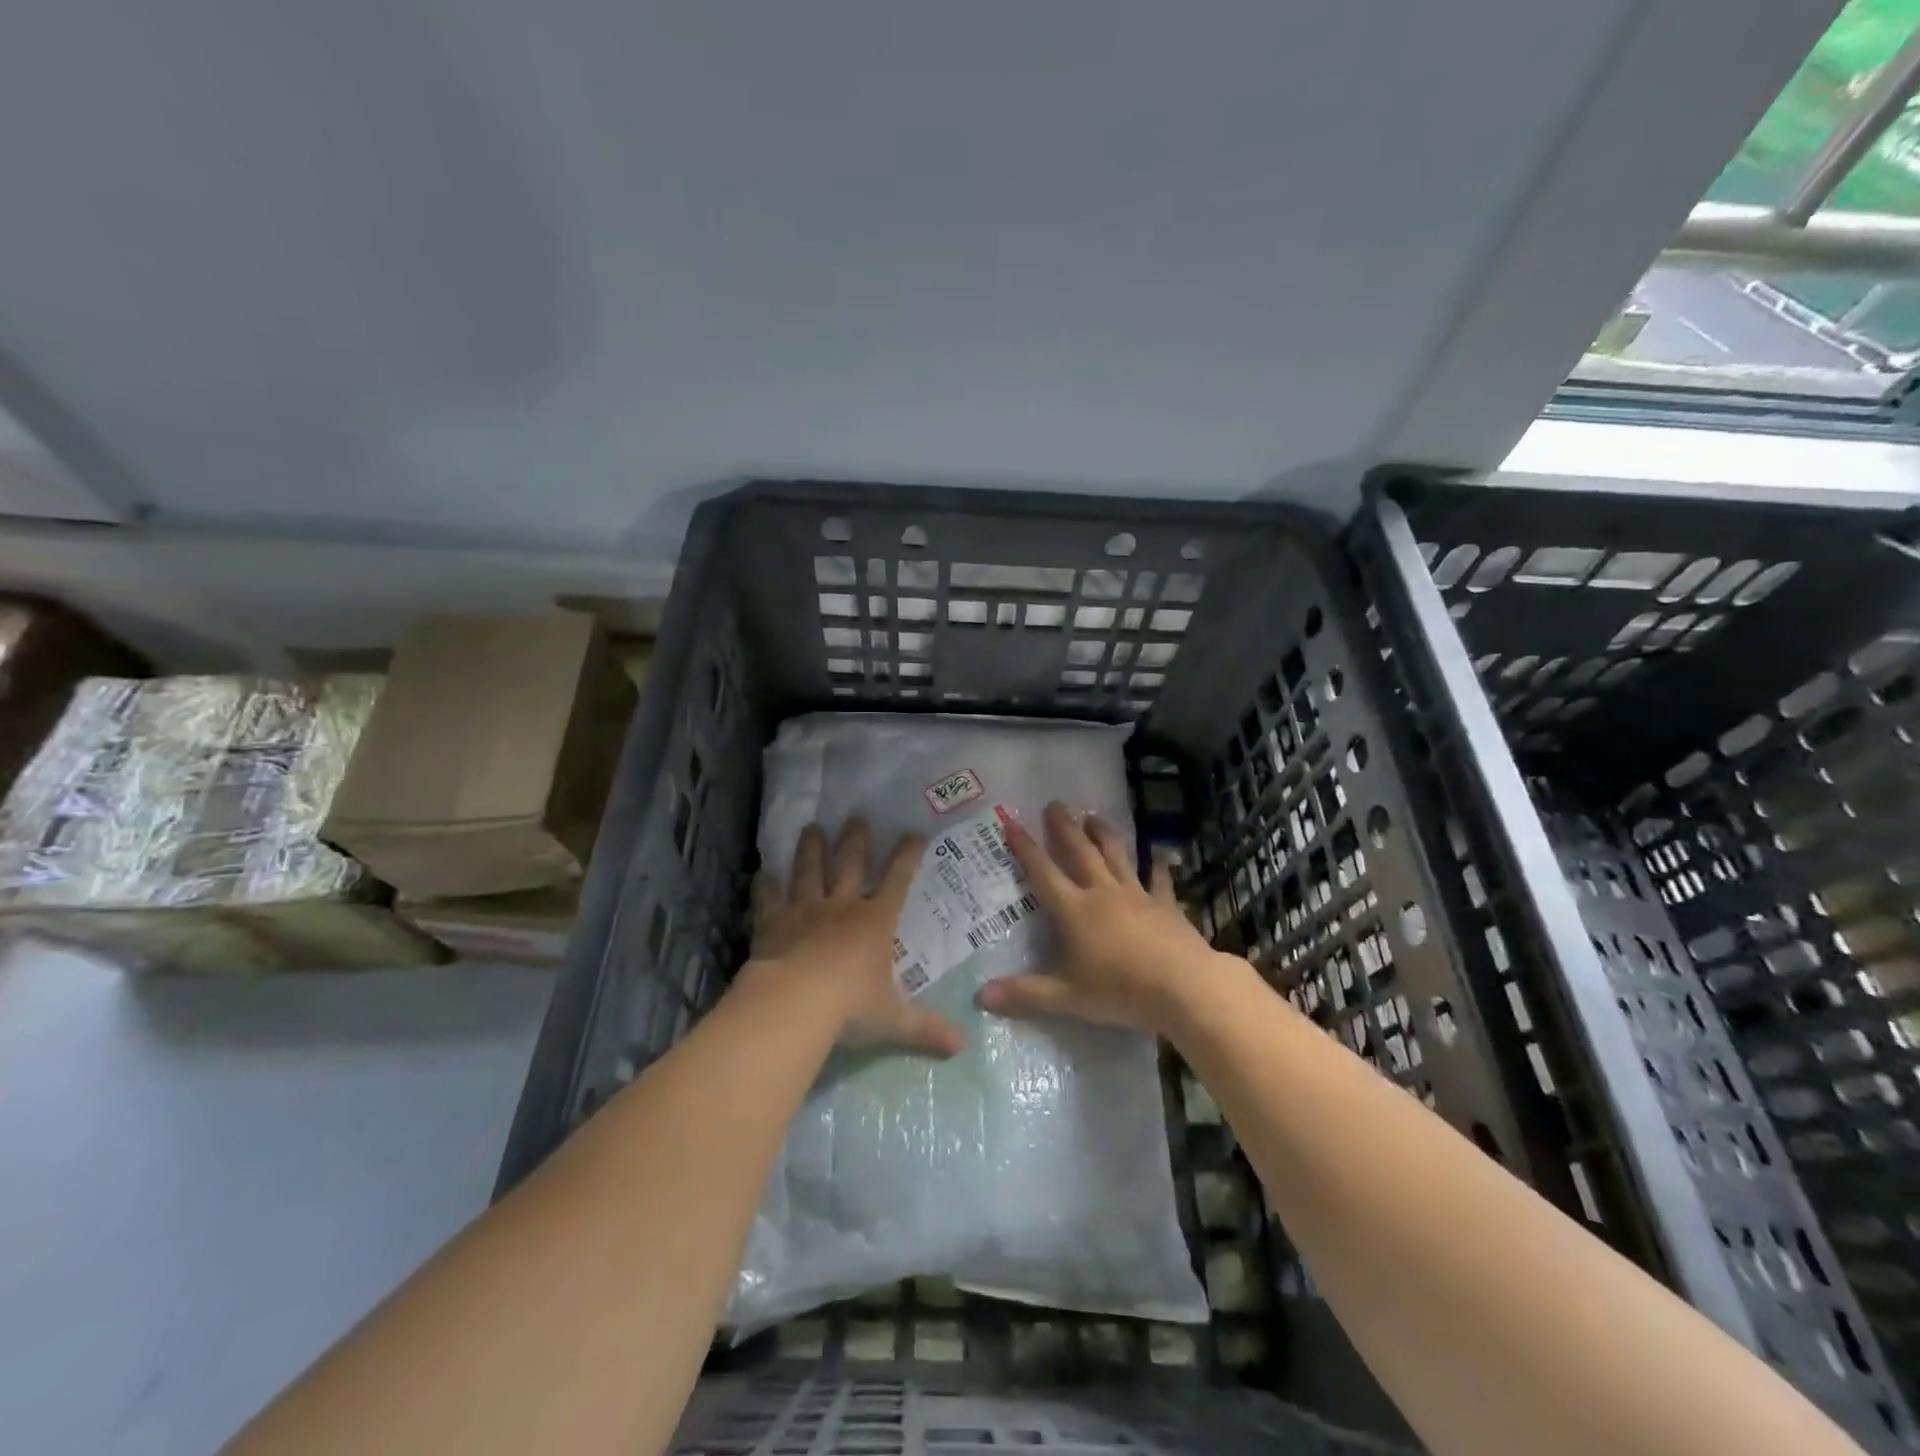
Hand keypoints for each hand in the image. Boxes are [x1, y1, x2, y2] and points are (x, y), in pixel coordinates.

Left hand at [747, 817, 964, 1056]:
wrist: (794, 1005)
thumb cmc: (849, 1008)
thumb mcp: (894, 1021)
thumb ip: (927, 1029)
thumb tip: (963, 1047)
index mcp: (875, 922)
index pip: (897, 880)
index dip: (907, 855)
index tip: (914, 833)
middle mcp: (842, 907)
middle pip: (850, 864)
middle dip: (856, 840)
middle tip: (857, 816)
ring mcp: (805, 911)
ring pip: (810, 871)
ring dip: (812, 848)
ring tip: (812, 827)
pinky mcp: (773, 923)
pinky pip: (769, 899)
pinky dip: (765, 885)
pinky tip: (762, 872)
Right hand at [979, 800, 1219, 1035]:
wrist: (1183, 987)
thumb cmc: (1120, 990)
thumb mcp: (1067, 997)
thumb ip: (1025, 994)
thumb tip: (981, 995)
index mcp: (1074, 910)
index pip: (1043, 872)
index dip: (1025, 847)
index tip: (1012, 821)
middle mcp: (1102, 893)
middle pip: (1080, 852)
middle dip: (1065, 827)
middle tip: (1056, 804)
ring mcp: (1137, 896)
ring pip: (1116, 856)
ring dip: (1104, 835)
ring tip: (1094, 816)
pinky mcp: (1166, 905)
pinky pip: (1158, 881)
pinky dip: (1157, 867)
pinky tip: (1158, 857)